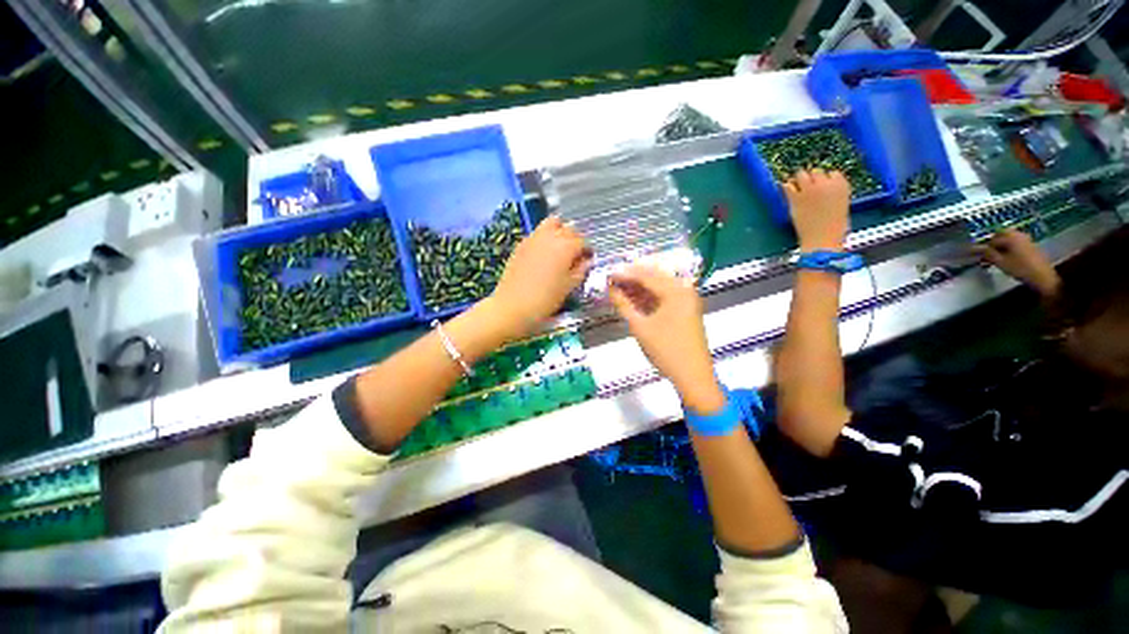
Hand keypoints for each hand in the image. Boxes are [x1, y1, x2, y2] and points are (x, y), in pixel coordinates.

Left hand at [489, 216, 591, 337]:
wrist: (513, 306)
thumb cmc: (545, 299)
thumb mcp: (569, 286)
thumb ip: (581, 270)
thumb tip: (587, 261)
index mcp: (566, 246)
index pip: (583, 241)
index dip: (587, 250)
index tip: (588, 259)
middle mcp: (551, 236)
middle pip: (568, 228)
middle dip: (575, 238)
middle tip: (575, 254)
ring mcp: (534, 238)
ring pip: (551, 223)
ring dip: (559, 231)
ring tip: (560, 248)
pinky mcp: (521, 244)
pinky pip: (537, 233)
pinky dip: (545, 237)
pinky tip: (544, 254)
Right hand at [608, 266, 723, 413]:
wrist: (693, 376)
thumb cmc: (666, 350)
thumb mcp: (640, 327)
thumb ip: (624, 305)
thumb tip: (610, 289)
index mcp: (675, 291)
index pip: (646, 275)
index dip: (625, 274)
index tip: (607, 275)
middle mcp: (684, 290)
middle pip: (653, 277)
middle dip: (632, 278)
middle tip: (612, 281)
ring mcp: (687, 300)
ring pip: (658, 286)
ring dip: (639, 287)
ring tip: (619, 289)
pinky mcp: (686, 309)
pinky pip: (664, 296)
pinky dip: (649, 297)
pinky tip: (634, 299)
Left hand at [784, 170, 851, 251]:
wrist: (822, 239)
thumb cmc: (834, 228)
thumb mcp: (841, 205)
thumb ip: (833, 194)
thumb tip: (824, 191)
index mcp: (842, 185)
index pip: (833, 173)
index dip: (826, 180)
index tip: (822, 187)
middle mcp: (826, 184)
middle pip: (816, 171)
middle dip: (812, 178)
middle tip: (807, 187)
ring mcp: (810, 190)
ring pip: (801, 174)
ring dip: (798, 179)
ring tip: (796, 186)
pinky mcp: (796, 198)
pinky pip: (788, 186)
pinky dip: (786, 187)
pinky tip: (785, 190)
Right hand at [973, 229, 1060, 297]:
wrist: (1043, 276)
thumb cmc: (1020, 268)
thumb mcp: (1001, 262)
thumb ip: (988, 254)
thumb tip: (977, 249)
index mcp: (1010, 236)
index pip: (992, 239)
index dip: (985, 247)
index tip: (981, 256)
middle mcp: (1018, 234)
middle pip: (1001, 234)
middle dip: (994, 243)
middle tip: (989, 254)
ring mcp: (1026, 239)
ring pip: (1009, 238)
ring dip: (1002, 245)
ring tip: (998, 257)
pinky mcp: (1031, 245)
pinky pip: (1016, 242)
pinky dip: (1010, 247)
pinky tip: (1009, 257)